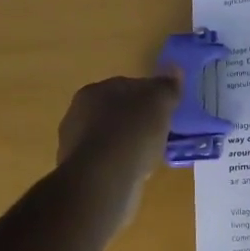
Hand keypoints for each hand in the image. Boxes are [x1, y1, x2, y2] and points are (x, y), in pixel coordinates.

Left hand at [56, 69, 182, 230]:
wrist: (103, 180)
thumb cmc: (131, 133)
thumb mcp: (159, 102)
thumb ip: (167, 86)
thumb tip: (174, 69)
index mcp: (93, 91)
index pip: (126, 86)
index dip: (148, 96)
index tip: (165, 109)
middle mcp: (77, 114)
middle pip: (116, 112)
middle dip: (137, 121)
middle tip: (160, 132)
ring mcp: (74, 146)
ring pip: (111, 139)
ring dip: (128, 144)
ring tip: (150, 156)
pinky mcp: (79, 173)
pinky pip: (107, 162)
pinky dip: (121, 165)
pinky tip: (135, 173)